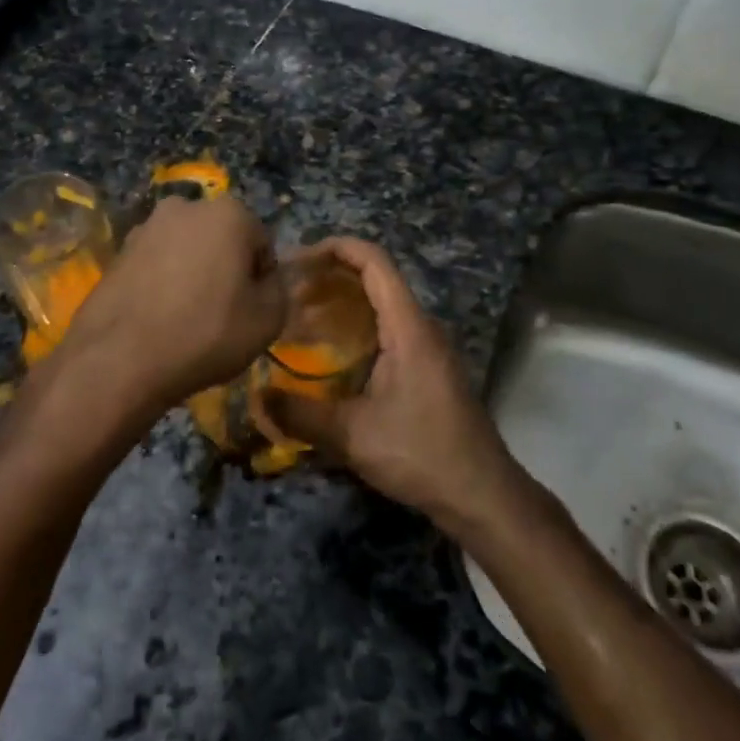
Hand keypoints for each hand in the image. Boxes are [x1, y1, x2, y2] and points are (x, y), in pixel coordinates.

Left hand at [61, 195, 285, 411]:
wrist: (119, 360)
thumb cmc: (206, 333)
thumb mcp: (268, 320)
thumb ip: (279, 290)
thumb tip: (265, 281)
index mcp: (230, 213)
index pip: (262, 245)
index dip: (261, 280)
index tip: (251, 311)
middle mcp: (186, 206)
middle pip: (222, 240)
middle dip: (225, 269)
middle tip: (222, 314)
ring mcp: (146, 227)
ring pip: (186, 251)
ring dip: (192, 275)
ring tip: (186, 320)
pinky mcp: (118, 252)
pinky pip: (156, 265)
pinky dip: (162, 284)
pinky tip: (158, 319)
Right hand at [264, 238, 513, 524]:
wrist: (481, 493)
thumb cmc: (421, 453)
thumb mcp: (354, 436)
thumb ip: (302, 415)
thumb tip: (258, 397)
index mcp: (408, 326)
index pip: (374, 261)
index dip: (337, 248)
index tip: (298, 257)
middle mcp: (421, 326)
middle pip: (377, 278)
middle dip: (332, 275)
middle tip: (290, 291)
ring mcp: (429, 346)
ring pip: (384, 303)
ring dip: (345, 301)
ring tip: (302, 316)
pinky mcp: (430, 367)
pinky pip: (390, 326)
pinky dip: (358, 324)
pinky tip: (333, 351)